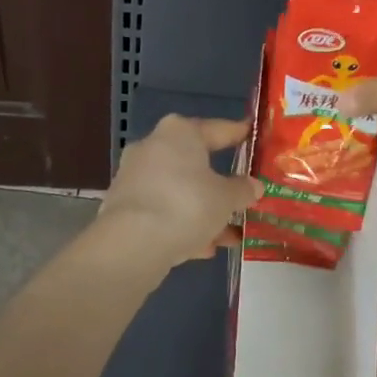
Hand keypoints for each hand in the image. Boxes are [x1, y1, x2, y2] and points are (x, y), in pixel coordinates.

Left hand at [98, 115, 261, 265]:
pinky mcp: (123, 208)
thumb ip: (242, 190)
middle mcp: (152, 147)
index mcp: (179, 132)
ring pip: (179, 191)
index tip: (253, 136)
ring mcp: (134, 177)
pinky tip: (204, 248)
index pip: (217, 128)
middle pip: (194, 163)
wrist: (132, 244)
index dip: (238, 134)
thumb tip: (253, 186)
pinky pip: (163, 212)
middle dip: (219, 184)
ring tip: (230, 234)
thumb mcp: (226, 198)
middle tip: (243, 195)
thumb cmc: (187, 205)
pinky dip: (183, 225)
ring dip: (203, 211)